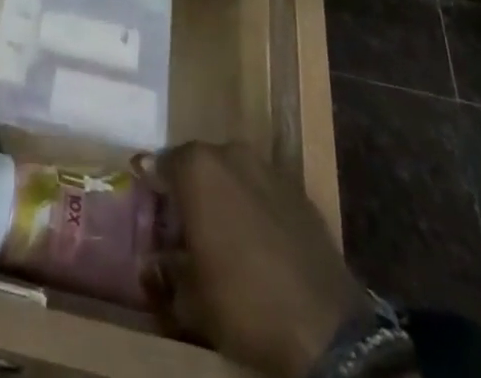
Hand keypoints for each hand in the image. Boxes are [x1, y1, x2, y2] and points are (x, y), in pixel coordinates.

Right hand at [145, 143, 369, 377]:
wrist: (325, 328)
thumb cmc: (243, 302)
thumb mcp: (190, 298)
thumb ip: (167, 269)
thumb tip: (156, 261)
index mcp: (197, 167)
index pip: (161, 165)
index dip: (155, 192)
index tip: (155, 219)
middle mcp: (230, 152)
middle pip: (199, 165)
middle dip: (191, 191)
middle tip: (188, 230)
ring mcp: (269, 167)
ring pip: (234, 174)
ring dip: (225, 196)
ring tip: (226, 237)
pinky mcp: (299, 190)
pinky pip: (264, 191)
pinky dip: (256, 207)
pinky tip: (259, 244)